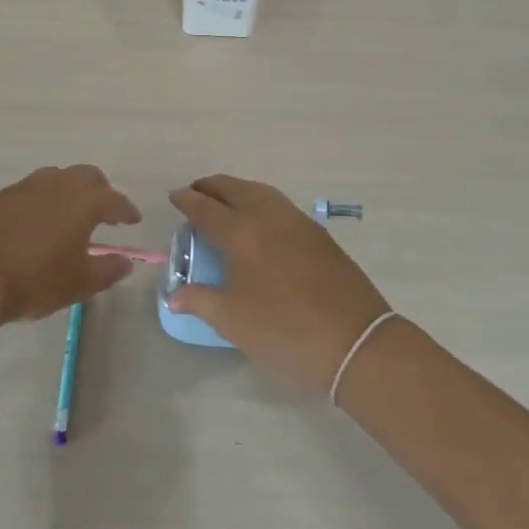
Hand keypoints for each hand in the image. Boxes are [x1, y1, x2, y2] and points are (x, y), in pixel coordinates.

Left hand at [0, 165, 141, 323]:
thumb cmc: (35, 280)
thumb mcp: (79, 283)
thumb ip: (108, 270)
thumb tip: (126, 262)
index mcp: (83, 202)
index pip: (114, 200)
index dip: (126, 210)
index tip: (133, 220)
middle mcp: (57, 184)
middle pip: (87, 176)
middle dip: (101, 190)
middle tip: (105, 211)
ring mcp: (27, 186)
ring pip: (59, 177)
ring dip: (72, 189)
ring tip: (72, 213)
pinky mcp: (3, 195)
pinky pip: (34, 188)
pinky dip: (46, 198)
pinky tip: (41, 219)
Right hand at [167, 174, 390, 394]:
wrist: (355, 341)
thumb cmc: (284, 331)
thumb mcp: (233, 321)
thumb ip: (200, 301)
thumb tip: (174, 295)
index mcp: (241, 233)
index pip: (206, 209)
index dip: (188, 200)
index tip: (175, 196)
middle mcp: (268, 217)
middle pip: (235, 189)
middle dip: (212, 186)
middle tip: (197, 192)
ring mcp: (298, 223)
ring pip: (262, 192)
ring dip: (239, 190)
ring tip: (226, 200)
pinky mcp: (319, 235)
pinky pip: (281, 205)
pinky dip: (262, 201)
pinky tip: (261, 220)